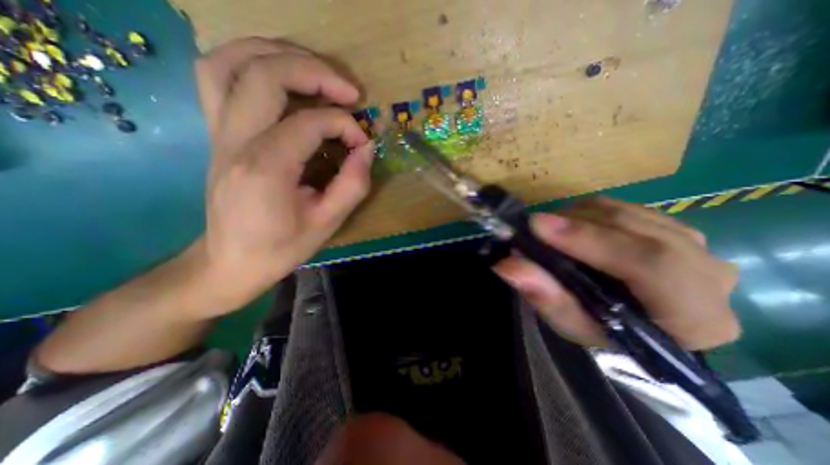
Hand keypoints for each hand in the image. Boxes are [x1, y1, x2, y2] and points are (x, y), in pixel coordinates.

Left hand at [196, 39, 371, 310]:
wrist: (230, 262)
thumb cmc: (281, 247)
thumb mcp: (327, 223)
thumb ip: (353, 184)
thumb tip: (367, 149)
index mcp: (266, 168)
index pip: (310, 122)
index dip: (345, 125)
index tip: (362, 143)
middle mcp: (235, 140)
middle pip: (266, 74)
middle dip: (316, 72)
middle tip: (350, 92)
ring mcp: (218, 132)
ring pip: (231, 62)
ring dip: (277, 54)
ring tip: (315, 69)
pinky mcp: (217, 133)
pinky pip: (218, 77)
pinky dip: (249, 63)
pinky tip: (280, 77)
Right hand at [492, 198, 738, 349]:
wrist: (635, 323)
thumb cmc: (605, 332)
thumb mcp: (572, 324)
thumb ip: (545, 297)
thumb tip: (507, 265)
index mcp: (695, 315)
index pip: (649, 263)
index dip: (588, 239)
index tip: (538, 225)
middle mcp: (708, 273)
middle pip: (637, 229)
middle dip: (576, 223)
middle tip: (534, 225)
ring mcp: (696, 244)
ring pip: (628, 212)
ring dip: (580, 216)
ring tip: (550, 230)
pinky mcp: (674, 227)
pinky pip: (626, 207)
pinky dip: (590, 213)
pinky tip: (572, 227)